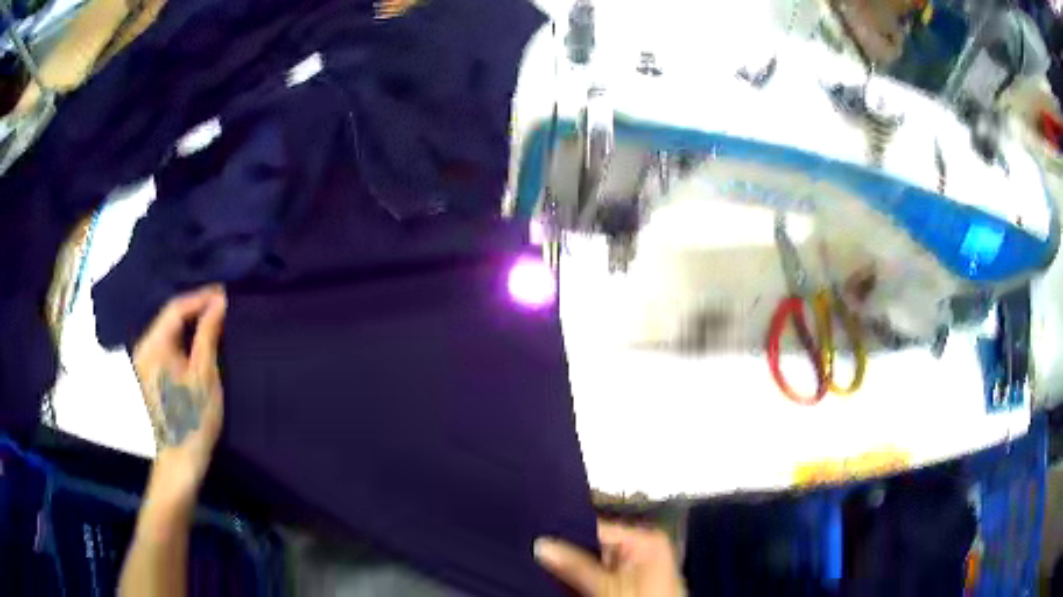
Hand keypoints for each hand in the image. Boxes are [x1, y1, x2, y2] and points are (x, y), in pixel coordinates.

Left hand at [133, 285, 226, 502]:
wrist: (181, 459)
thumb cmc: (194, 418)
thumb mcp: (205, 374)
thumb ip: (209, 334)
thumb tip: (219, 301)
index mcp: (154, 345)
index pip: (177, 307)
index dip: (201, 297)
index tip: (226, 293)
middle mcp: (145, 346)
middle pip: (170, 316)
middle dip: (197, 308)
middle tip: (224, 305)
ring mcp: (145, 359)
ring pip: (169, 329)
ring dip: (192, 322)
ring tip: (216, 319)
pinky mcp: (151, 371)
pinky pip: (167, 343)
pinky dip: (185, 337)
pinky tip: (200, 339)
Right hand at [535, 520, 684, 596]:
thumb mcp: (606, 587)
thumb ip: (574, 565)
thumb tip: (542, 543)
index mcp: (646, 539)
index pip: (597, 526)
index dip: (566, 532)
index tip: (536, 535)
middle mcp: (643, 547)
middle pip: (595, 544)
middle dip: (568, 551)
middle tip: (536, 551)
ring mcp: (638, 567)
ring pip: (595, 561)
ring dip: (573, 566)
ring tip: (542, 563)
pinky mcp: (631, 584)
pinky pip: (601, 575)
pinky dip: (584, 578)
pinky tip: (563, 580)